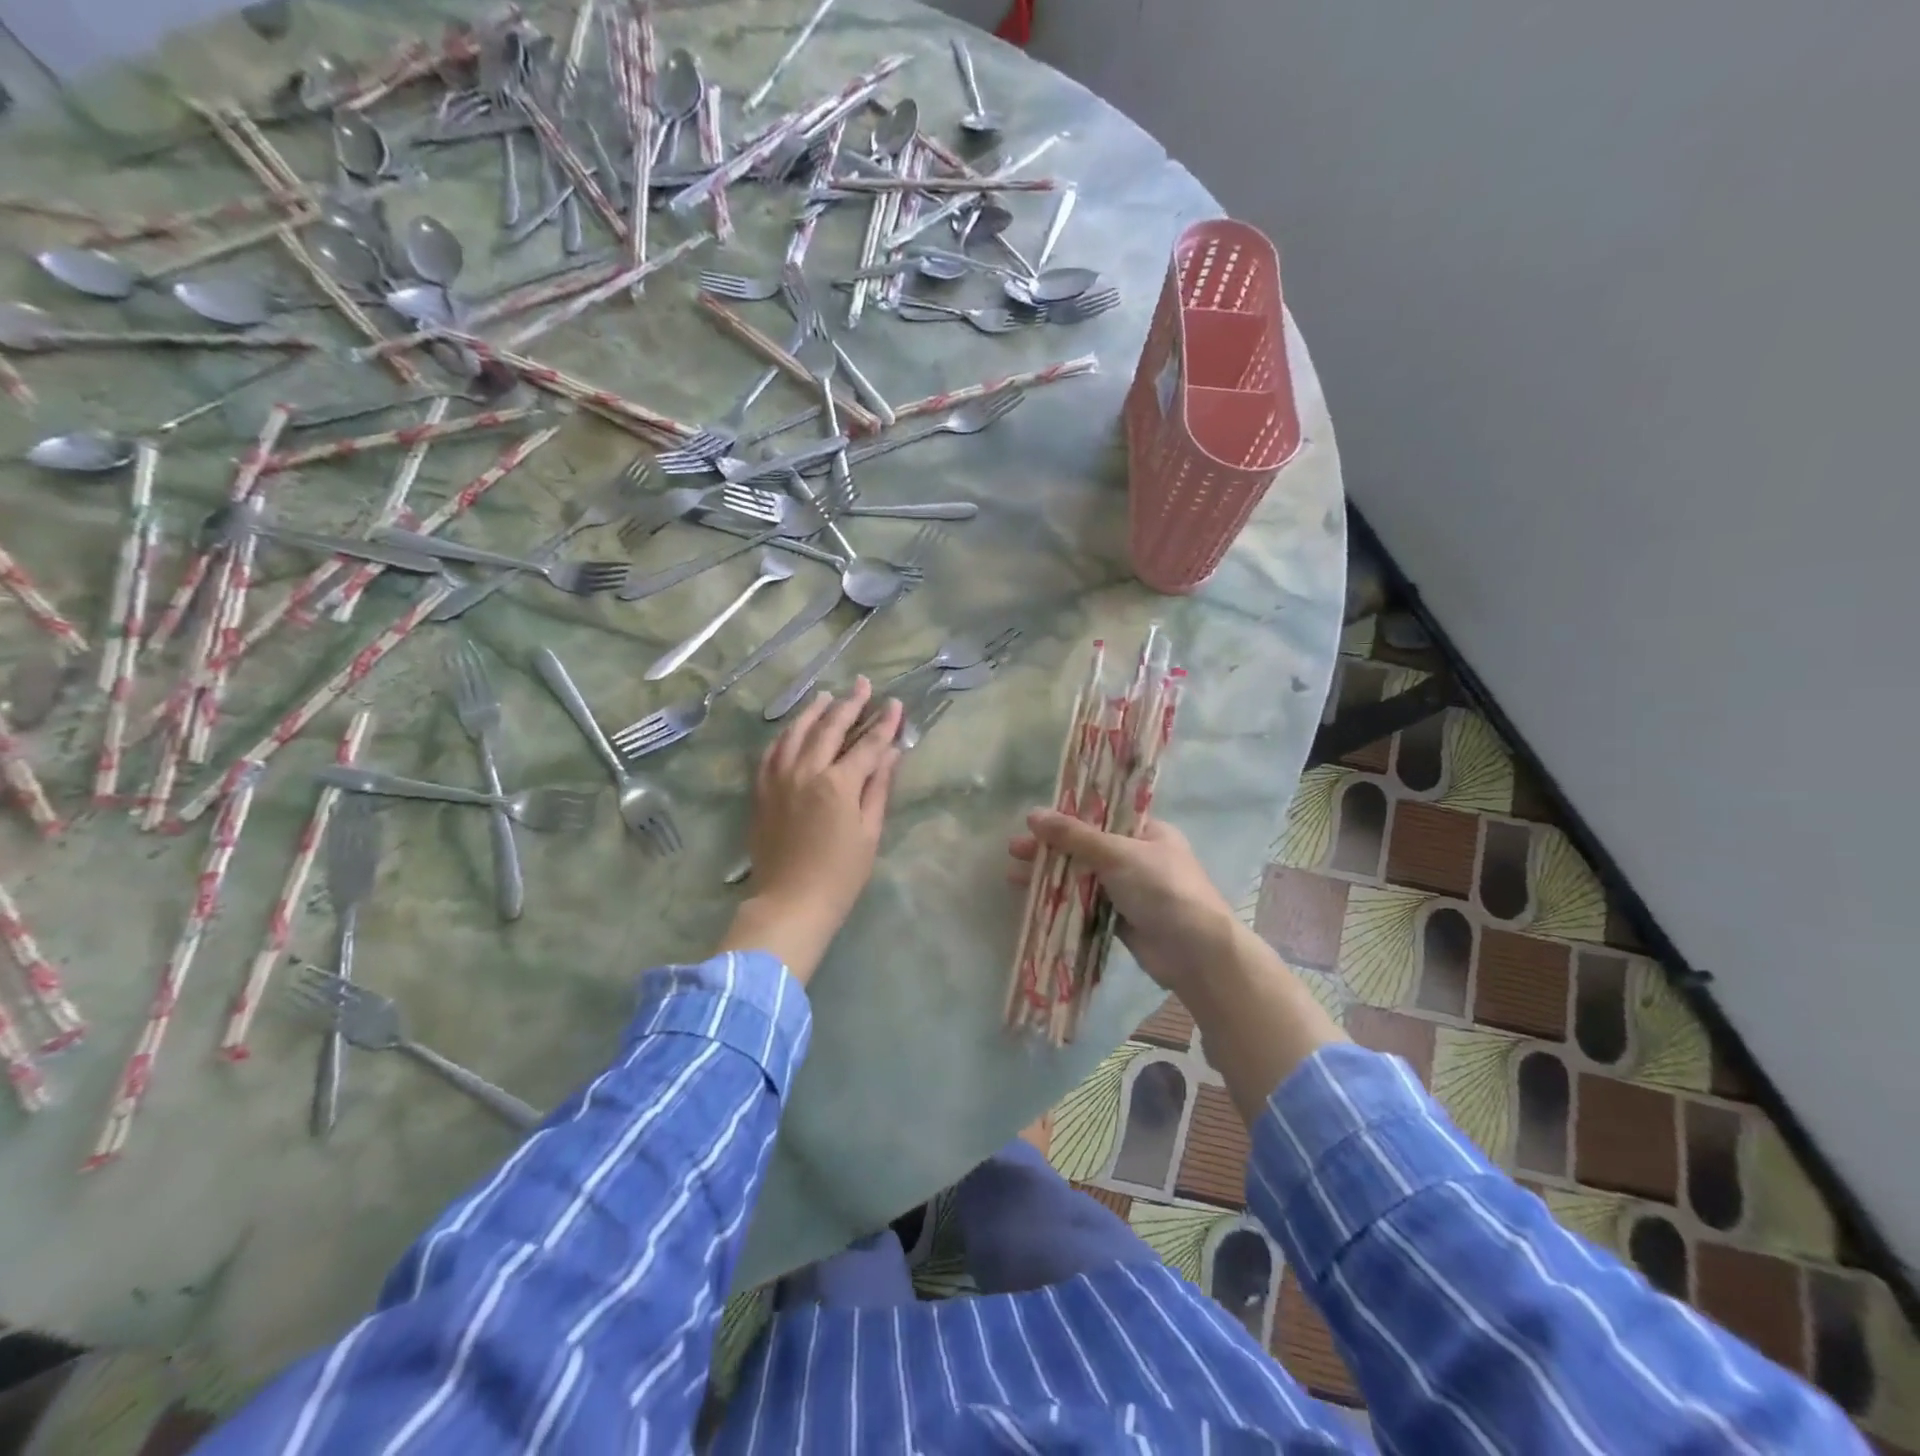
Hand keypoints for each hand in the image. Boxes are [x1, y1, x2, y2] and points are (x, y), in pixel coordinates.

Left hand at [717, 680, 903, 983]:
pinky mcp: (762, 791)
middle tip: (863, 684)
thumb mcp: (869, 833)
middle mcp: (805, 772)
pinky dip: (785, 735)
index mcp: (837, 784)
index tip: (895, 703)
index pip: (867, 744)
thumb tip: (891, 753)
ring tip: (826, 695)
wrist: (789, 904)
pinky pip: (771, 752)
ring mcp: (779, 779)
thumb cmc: (840, 875)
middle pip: (829, 728)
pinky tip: (793, 728)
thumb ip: (878, 787)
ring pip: (795, 733)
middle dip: (849, 704)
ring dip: (813, 711)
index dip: (884, 723)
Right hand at [1009, 810, 1236, 998]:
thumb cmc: (1163, 890)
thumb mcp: (1118, 854)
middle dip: (1050, 848)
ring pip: (1082, 877)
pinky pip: (1085, 905)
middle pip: (1086, 846)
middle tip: (1014, 849)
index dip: (1068, 816)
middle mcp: (1138, 857)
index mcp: (1148, 832)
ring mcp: (1129, 890)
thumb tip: (1033, 815)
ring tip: (1013, 875)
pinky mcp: (1120, 919)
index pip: (1103, 815)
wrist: (1196, 953)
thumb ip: (1075, 836)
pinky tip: (1033, 899)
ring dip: (1050, 875)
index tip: (1035, 820)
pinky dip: (1061, 901)